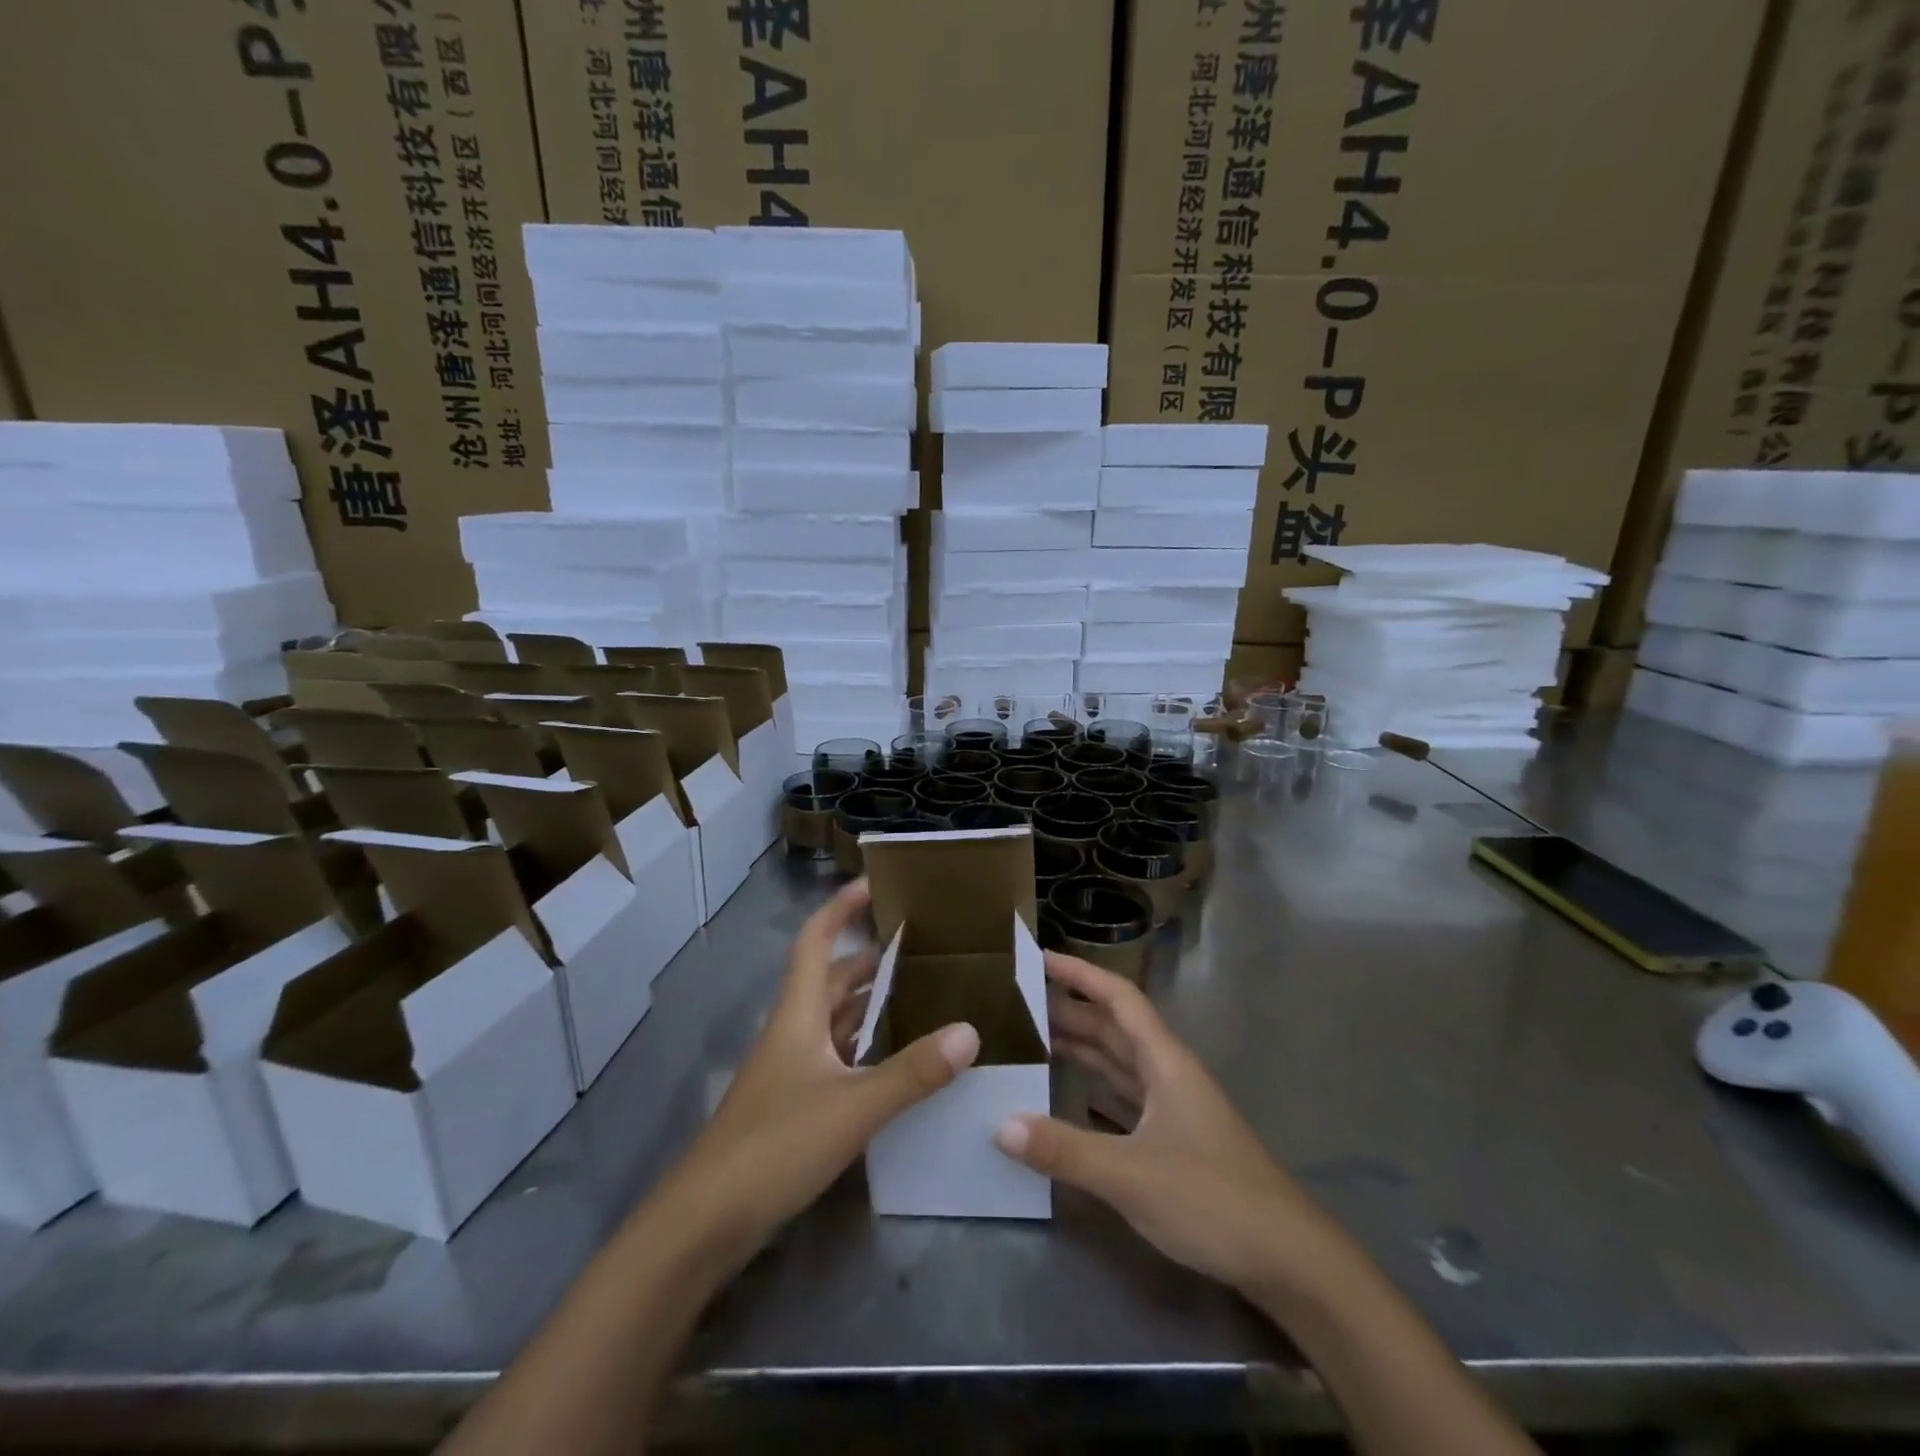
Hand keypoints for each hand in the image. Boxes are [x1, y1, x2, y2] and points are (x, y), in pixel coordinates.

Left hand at [670, 879, 980, 1265]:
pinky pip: (838, 1058)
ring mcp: (791, 1070)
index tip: (875, 884)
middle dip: (870, 957)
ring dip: (871, 1003)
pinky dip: (867, 1048)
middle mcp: (794, 1031)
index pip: (816, 940)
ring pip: (836, 1020)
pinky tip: (897, 1061)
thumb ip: (912, 1071)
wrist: (705, 1221)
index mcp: (799, 1013)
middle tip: (920, 946)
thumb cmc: (775, 1144)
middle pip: (832, 979)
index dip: (841, 907)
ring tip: (921, 995)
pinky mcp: (794, 1105)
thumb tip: (969, 1031)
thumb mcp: (853, 1106)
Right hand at [995, 951, 1346, 1304]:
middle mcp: (1168, 1074)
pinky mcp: (1174, 1140)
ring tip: (1034, 1039)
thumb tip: (1000, 1125)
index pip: (1118, 999)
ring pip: (1119, 1063)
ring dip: (1081, 1047)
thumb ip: (1065, 1150)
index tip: (1039, 958)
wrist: (1288, 1260)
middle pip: (1114, 1027)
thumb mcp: (1130, 1175)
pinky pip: (1124, 1098)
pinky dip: (1094, 1088)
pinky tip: (1068, 1096)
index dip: (1080, 974)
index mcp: (1164, 1061)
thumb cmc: (1212, 1200)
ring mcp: (1174, 1108)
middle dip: (1071, 1010)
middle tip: (1020, 1002)